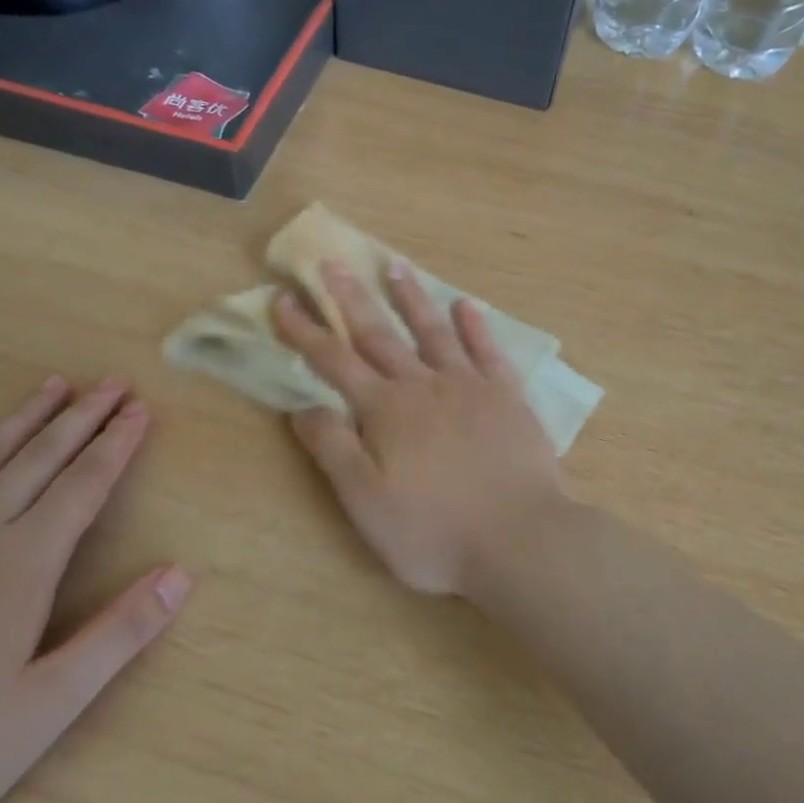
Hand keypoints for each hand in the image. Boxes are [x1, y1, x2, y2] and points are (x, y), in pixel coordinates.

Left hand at [0, 378, 190, 802]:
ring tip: (54, 386)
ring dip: (23, 419)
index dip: (117, 444)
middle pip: (39, 460)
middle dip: (81, 417)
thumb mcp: (54, 702)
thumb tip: (180, 575)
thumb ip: (121, 633)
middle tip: (113, 382)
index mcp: (22, 566)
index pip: (83, 486)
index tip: (140, 410)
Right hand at [274, 261, 564, 597]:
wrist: (519, 538)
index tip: (283, 300)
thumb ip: (333, 450)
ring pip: (434, 332)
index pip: (334, 362)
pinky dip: (476, 326)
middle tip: (334, 264)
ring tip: (396, 267)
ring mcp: (470, 387)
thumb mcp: (366, 502)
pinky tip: (466, 306)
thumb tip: (302, 407)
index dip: (305, 331)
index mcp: (385, 410)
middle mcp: (424, 386)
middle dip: (352, 299)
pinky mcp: (509, 397)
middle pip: (381, 334)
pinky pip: (489, 350)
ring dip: (412, 299)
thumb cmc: (434, 531)